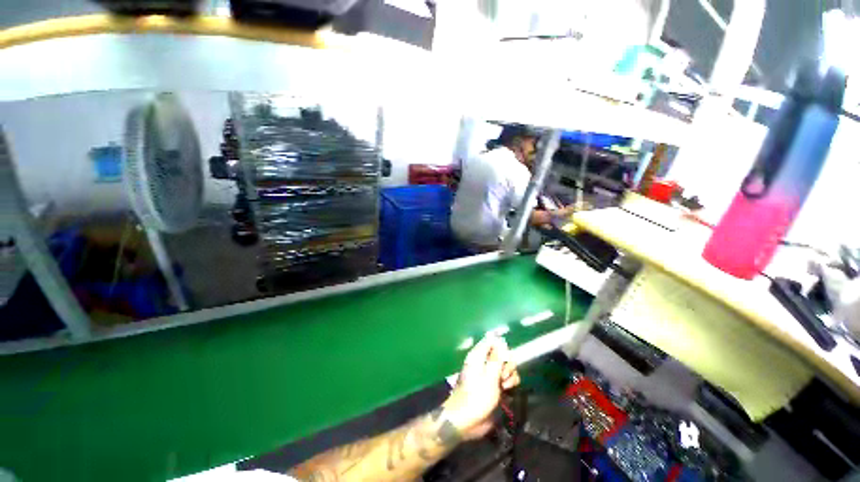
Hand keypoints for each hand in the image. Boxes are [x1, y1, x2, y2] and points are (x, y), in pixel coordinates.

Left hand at [442, 336, 520, 440]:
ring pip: (508, 367)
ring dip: (510, 375)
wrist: (467, 420)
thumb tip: (501, 340)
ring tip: (504, 386)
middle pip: (503, 354)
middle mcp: (485, 362)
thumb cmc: (476, 396)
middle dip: (507, 364)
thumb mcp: (488, 376)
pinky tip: (507, 391)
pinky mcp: (496, 386)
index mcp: (478, 356)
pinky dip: (511, 384)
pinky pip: (509, 379)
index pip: (492, 341)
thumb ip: (497, 358)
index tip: (505, 357)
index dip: (501, 346)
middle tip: (502, 376)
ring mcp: (491, 374)